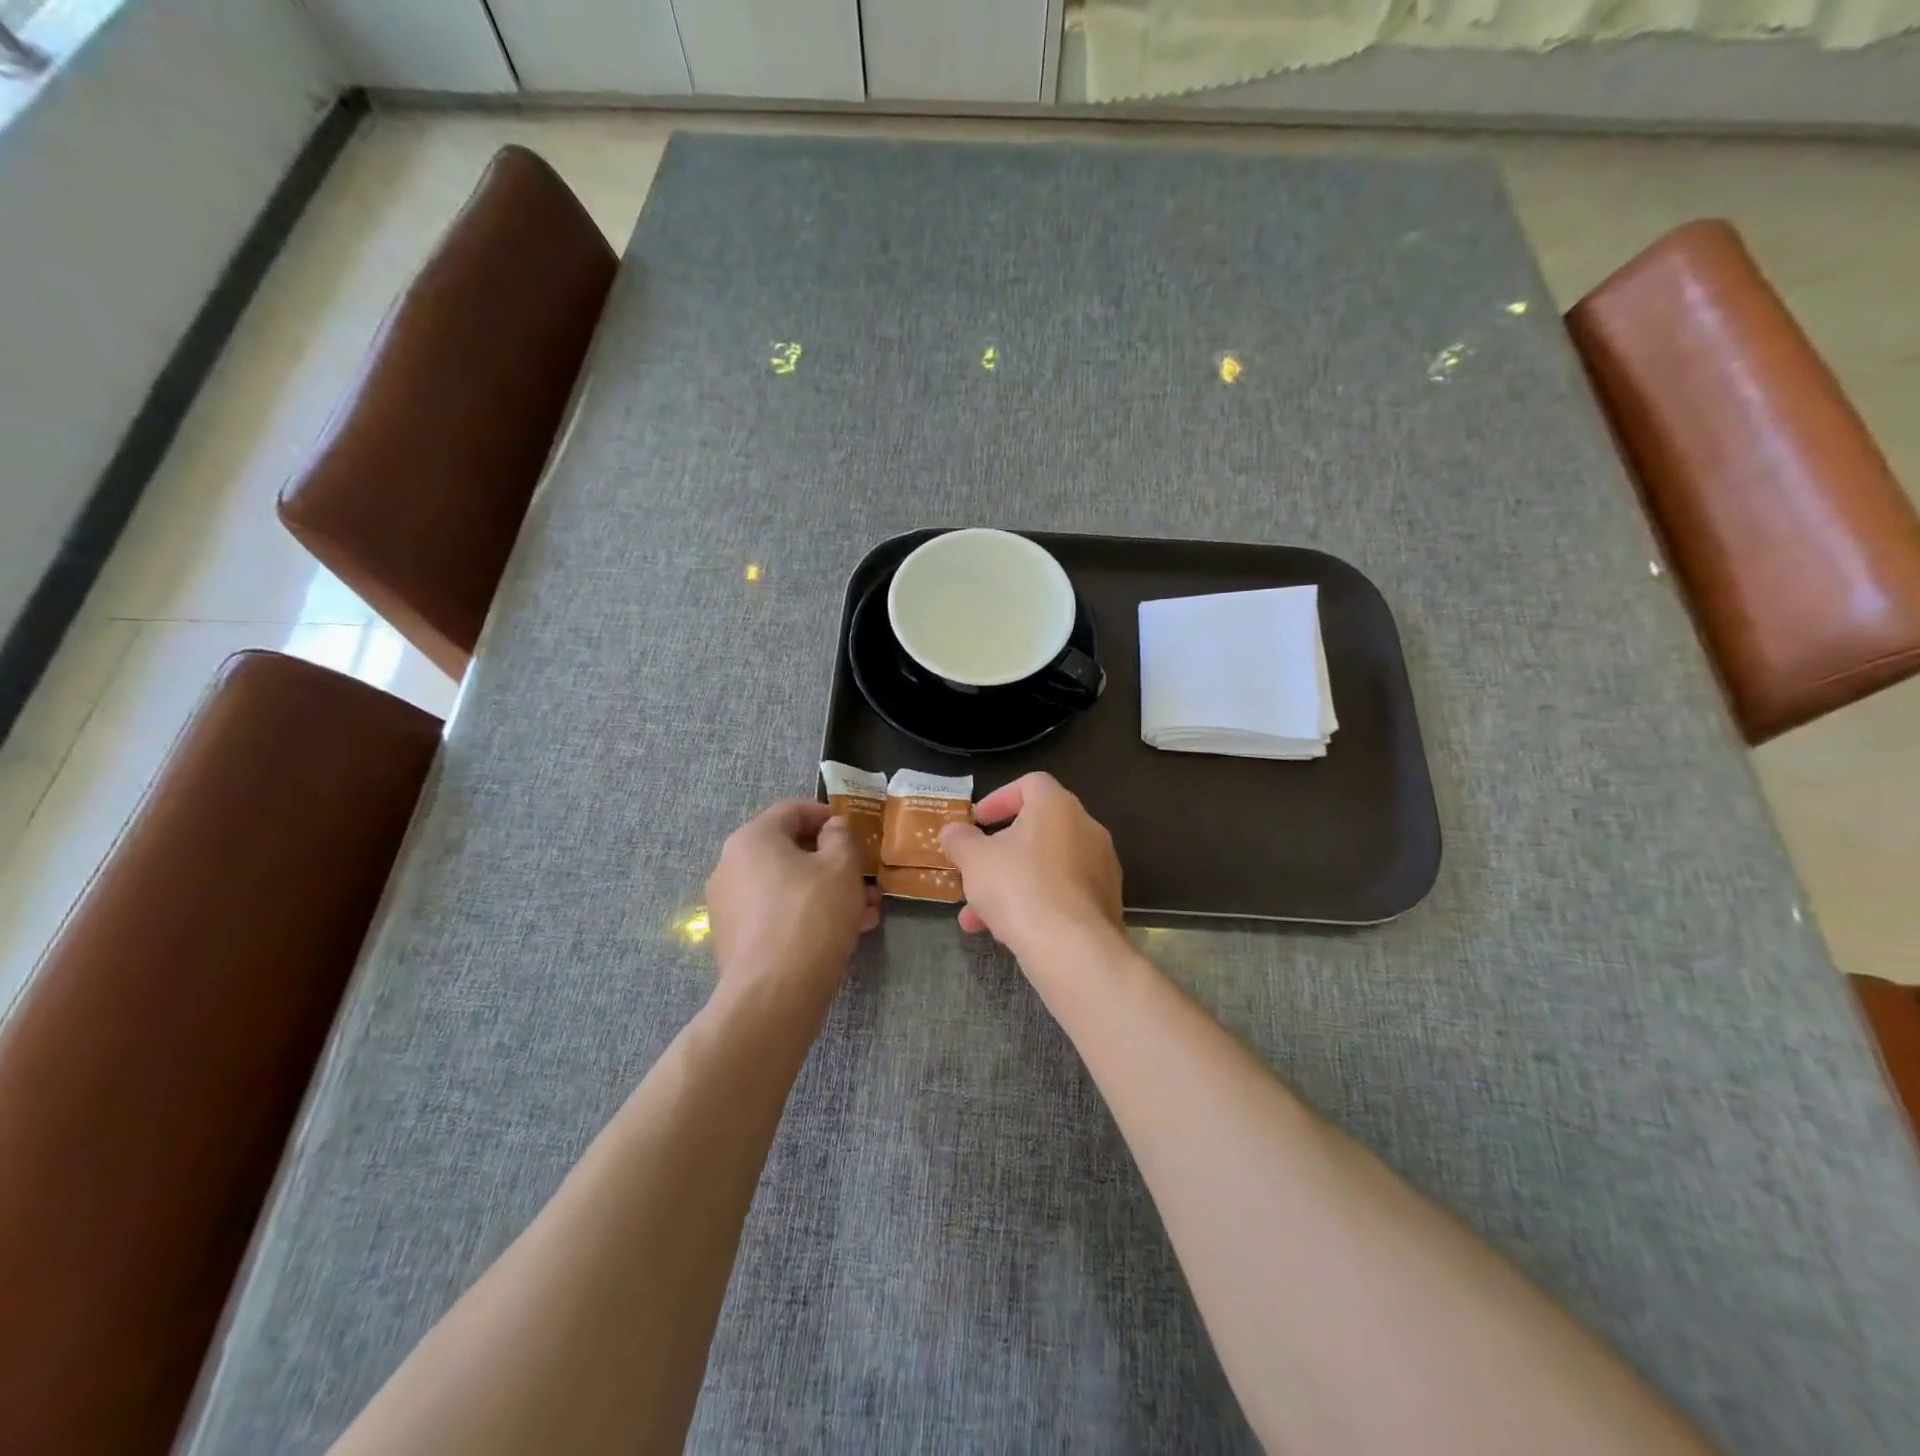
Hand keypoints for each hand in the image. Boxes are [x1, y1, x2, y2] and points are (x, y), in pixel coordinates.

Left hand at [706, 801, 880, 996]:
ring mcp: (729, 905)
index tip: (854, 830)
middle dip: (833, 862)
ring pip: (787, 885)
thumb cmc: (811, 915)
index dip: (826, 814)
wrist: (773, 994)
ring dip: (827, 891)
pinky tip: (843, 933)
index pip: (791, 810)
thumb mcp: (841, 867)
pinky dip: (807, 914)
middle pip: (789, 851)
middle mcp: (731, 866)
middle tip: (865, 876)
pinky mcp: (735, 938)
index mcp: (752, 839)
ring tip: (866, 911)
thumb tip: (831, 828)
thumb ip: (840, 837)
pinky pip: (776, 913)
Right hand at [939, 773, 1123, 957]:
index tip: (976, 821)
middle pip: (1037, 830)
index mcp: (1058, 806)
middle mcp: (1087, 829)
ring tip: (976, 917)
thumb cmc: (1019, 887)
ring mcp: (1101, 867)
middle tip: (974, 871)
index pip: (1030, 784)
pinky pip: (1063, 894)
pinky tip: (1007, 933)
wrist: (1073, 948)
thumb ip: (960, 839)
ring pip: (1046, 868)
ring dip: (1010, 885)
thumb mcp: (974, 860)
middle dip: (999, 853)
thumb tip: (953, 830)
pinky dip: (1035, 904)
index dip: (999, 798)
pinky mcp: (1105, 903)